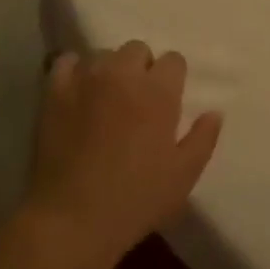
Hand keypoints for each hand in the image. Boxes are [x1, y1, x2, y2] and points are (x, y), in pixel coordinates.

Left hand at [24, 41, 222, 268]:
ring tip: (106, 98)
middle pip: (137, 49)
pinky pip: (67, 62)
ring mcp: (86, 79)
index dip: (173, 78)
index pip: (173, 59)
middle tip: (138, 101)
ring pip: (103, 55)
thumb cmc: (136, 199)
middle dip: (142, 68)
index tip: (168, 101)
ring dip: (110, 70)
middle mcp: (123, 74)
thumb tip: (214, 112)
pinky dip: (75, 71)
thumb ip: (203, 138)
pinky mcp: (55, 91)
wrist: (73, 219)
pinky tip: (77, 92)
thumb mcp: (183, 176)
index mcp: (158, 91)